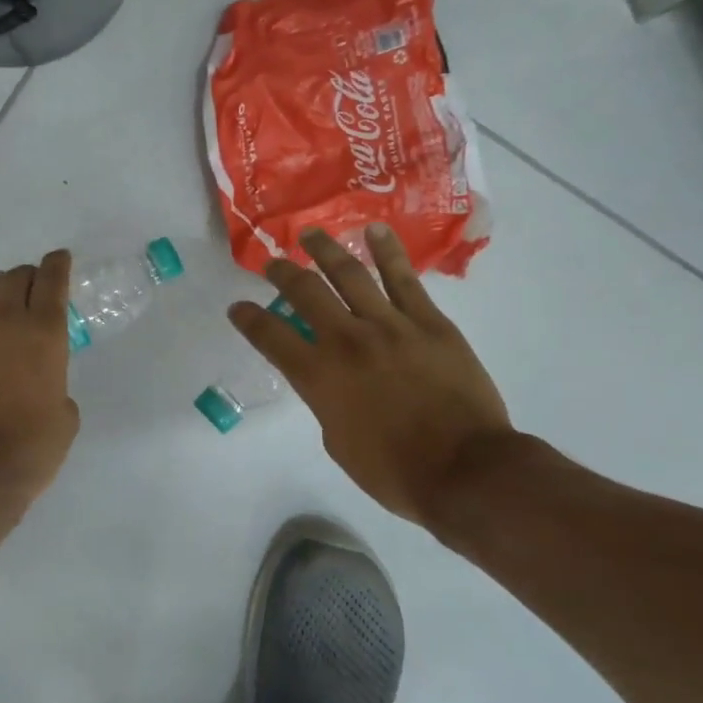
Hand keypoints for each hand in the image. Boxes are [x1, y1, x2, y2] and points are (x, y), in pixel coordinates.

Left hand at [0, 251, 80, 505]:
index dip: (58, 264)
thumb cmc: (27, 450)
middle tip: (35, 287)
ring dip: (0, 286)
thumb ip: (57, 389)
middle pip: (17, 276)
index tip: (60, 260)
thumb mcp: (64, 420)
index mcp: (45, 333)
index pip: (52, 280)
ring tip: (3, 298)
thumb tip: (44, 387)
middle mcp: (5, 320)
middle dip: (30, 275)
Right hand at [229, 225, 518, 529]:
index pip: (270, 336)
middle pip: (305, 293)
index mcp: (318, 376)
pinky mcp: (429, 322)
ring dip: (325, 251)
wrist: (465, 470)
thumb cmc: (394, 470)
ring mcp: (390, 326)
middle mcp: (346, 341)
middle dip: (282, 274)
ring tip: (311, 235)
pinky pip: (404, 279)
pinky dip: (387, 252)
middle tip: (272, 263)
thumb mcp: (337, 441)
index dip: (248, 318)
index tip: (237, 307)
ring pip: (350, 275)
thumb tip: (331, 380)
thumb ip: (326, 401)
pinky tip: (374, 231)